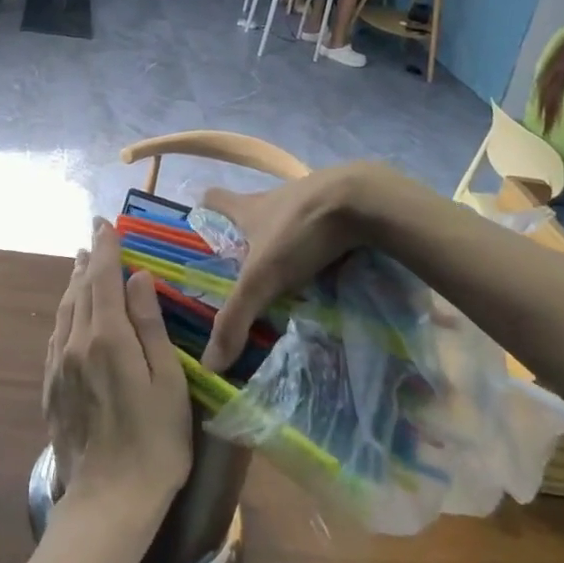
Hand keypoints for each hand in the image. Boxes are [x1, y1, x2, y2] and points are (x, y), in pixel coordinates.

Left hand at [44, 222, 190, 523]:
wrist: (107, 503)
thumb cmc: (154, 443)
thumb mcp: (167, 382)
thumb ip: (149, 326)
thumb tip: (138, 278)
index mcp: (107, 337)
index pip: (103, 278)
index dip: (106, 248)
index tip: (106, 223)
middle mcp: (76, 343)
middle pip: (80, 290)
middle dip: (89, 261)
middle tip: (95, 238)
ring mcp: (59, 367)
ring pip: (65, 311)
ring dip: (75, 284)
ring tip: (82, 265)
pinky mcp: (51, 389)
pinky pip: (57, 337)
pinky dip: (65, 313)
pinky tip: (69, 314)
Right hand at [199, 166, 378, 372]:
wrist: (362, 200)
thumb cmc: (299, 231)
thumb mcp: (262, 278)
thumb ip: (236, 318)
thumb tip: (209, 363)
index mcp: (250, 208)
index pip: (215, 199)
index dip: (206, 209)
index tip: (201, 223)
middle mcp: (275, 199)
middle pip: (253, 212)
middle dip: (248, 237)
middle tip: (245, 268)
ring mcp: (311, 200)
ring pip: (289, 222)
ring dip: (286, 244)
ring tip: (288, 278)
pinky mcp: (341, 207)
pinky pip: (323, 229)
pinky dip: (321, 248)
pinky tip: (329, 271)